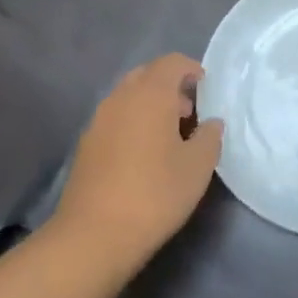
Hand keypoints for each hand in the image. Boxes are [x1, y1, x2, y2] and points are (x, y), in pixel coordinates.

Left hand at [51, 53, 223, 271]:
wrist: (93, 235)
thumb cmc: (154, 193)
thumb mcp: (198, 167)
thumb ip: (210, 137)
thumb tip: (211, 123)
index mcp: (150, 94)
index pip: (171, 62)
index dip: (191, 69)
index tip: (207, 89)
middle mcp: (121, 97)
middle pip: (147, 74)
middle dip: (170, 86)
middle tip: (190, 112)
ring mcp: (99, 120)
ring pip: (129, 96)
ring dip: (150, 105)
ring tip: (169, 136)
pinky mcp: (86, 144)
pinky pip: (115, 118)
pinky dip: (133, 122)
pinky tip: (144, 155)